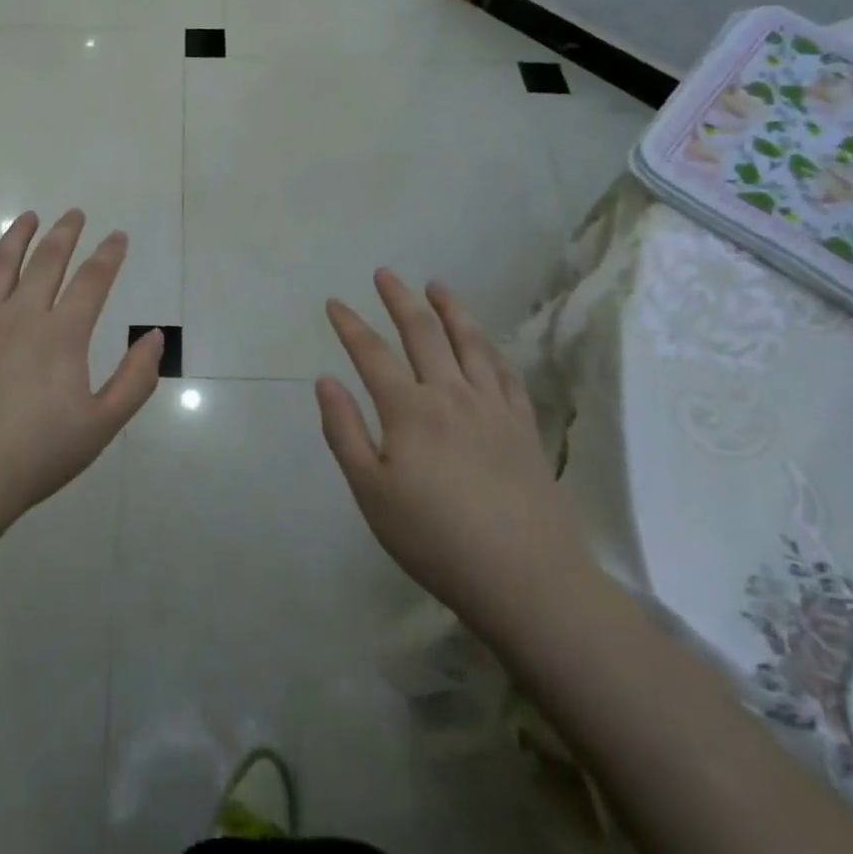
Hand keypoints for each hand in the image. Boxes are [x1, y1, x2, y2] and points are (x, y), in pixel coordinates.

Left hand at [0, 209, 162, 529]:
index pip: (92, 281)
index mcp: (61, 335)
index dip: (108, 255)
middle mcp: (19, 316)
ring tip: (27, 217)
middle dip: (64, 233)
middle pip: (46, 261)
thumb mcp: (101, 426)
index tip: (118, 236)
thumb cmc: (35, 457)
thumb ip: (135, 379)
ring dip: (15, 237)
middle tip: (74, 213)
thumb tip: (156, 336)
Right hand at [317, 270, 595, 645]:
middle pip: (422, 332)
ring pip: (469, 341)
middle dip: (399, 298)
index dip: (350, 324)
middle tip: (385, 273)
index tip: (335, 302)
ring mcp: (493, 406)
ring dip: (450, 308)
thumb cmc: (436, 540)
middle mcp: (451, 394)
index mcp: (409, 410)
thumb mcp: (371, 493)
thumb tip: (325, 380)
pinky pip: (505, 372)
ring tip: (436, 286)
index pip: (372, 353)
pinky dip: (490, 347)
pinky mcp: (524, 426)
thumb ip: (345, 432)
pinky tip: (485, 341)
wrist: (526, 579)